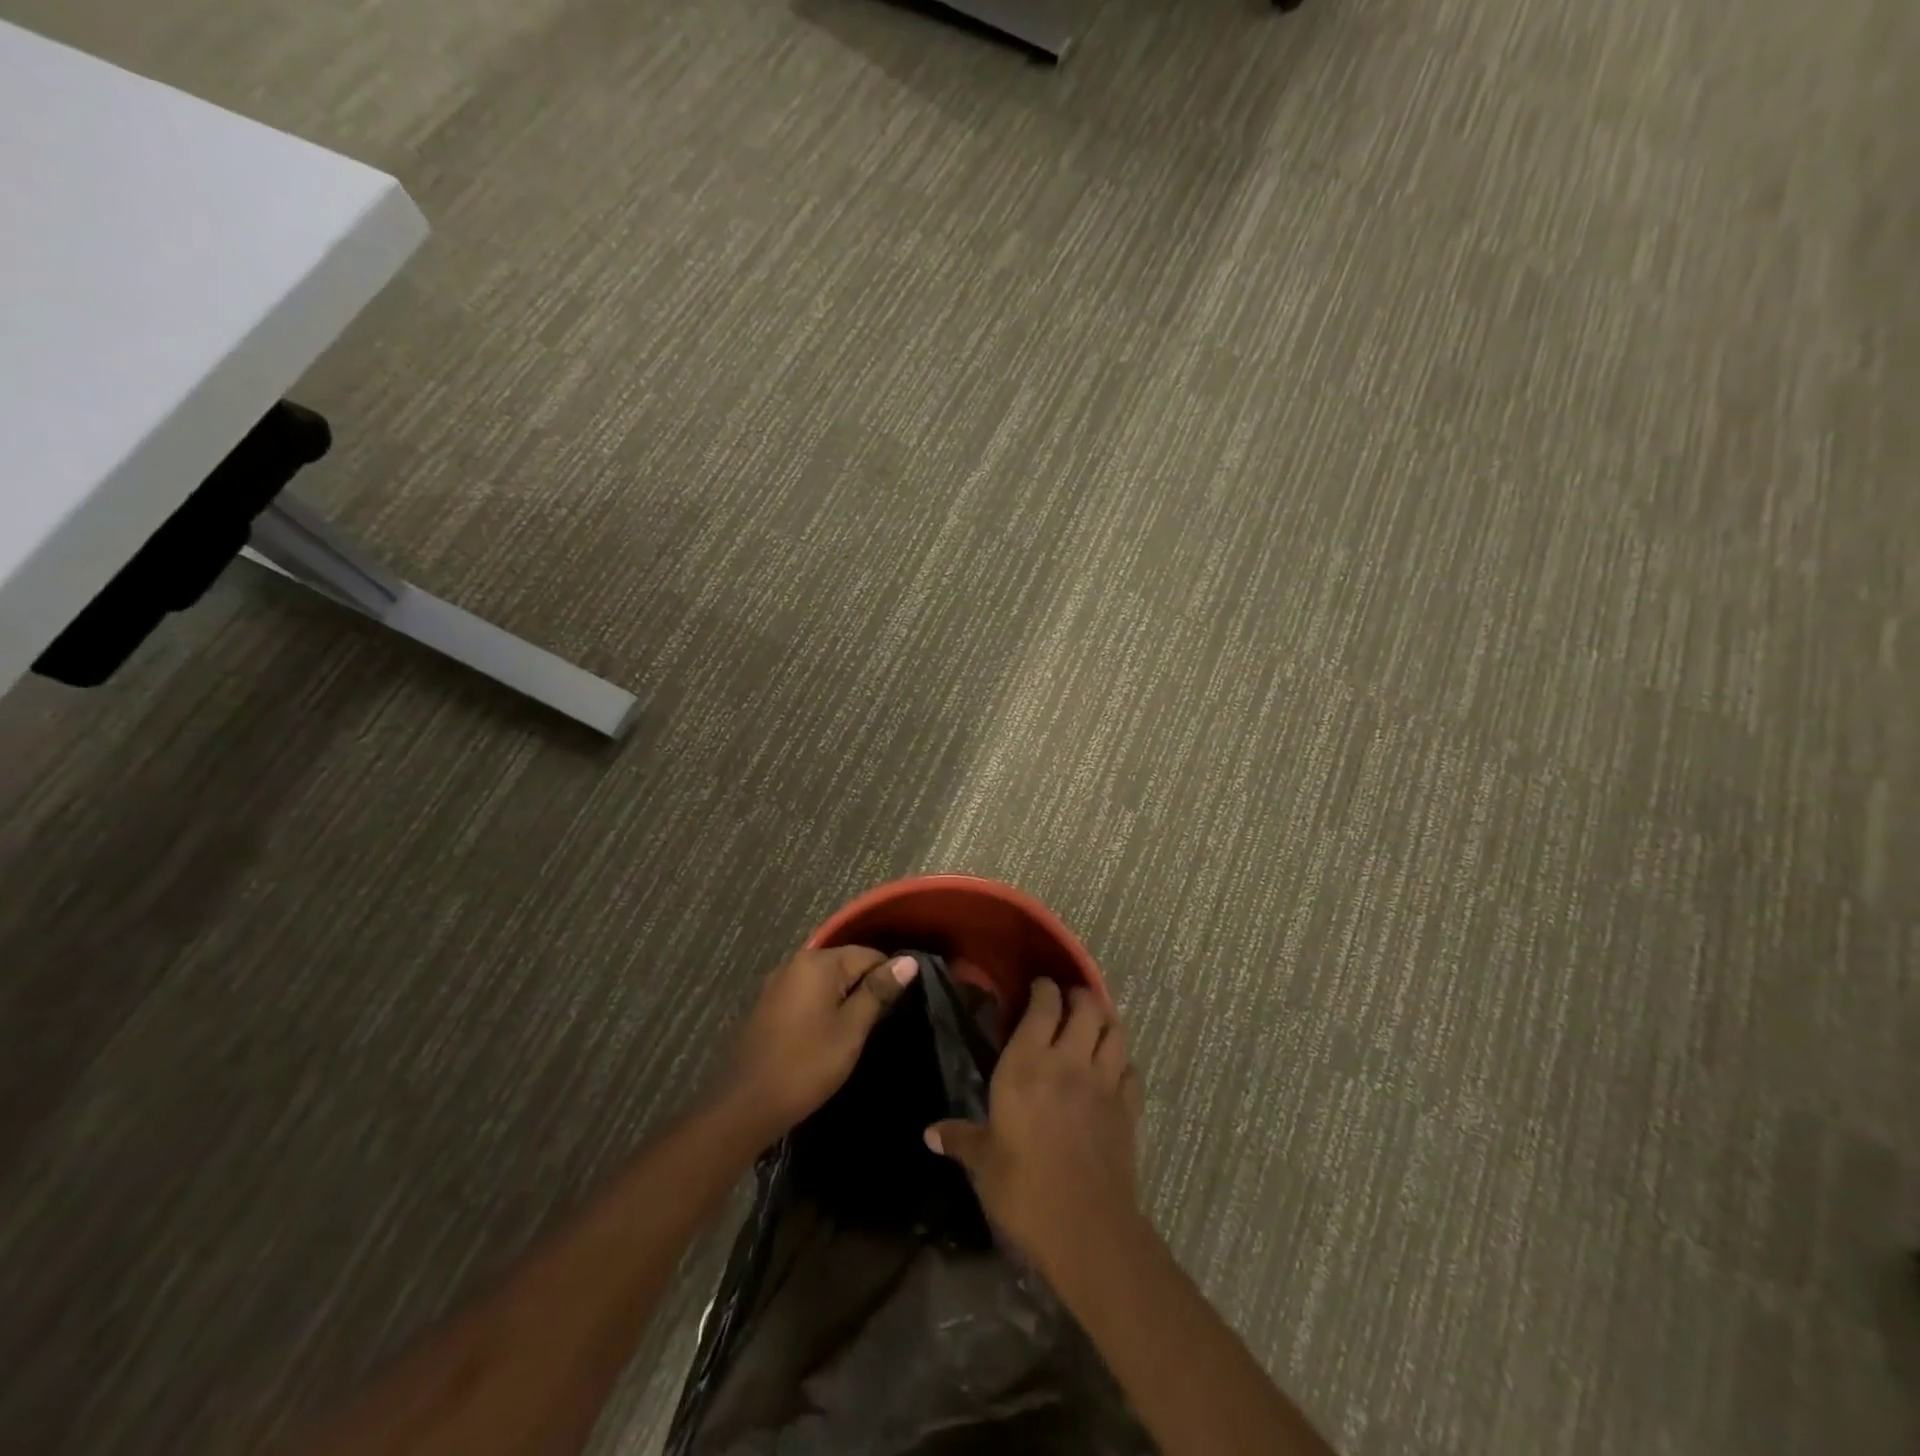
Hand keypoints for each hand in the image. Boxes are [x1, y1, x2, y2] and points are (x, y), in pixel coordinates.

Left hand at [713, 945, 918, 1147]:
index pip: (868, 954)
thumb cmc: (806, 1066)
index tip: (897, 1008)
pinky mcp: (766, 1004)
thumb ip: (878, 991)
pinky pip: (805, 993)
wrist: (744, 1106)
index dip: (888, 977)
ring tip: (857, 1029)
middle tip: (879, 1023)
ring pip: (824, 979)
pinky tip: (826, 1032)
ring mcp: (776, 983)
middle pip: (845, 963)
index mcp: (817, 963)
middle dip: (864, 987)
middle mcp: (794, 962)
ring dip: (842, 997)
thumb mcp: (851, 1029)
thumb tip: (908, 961)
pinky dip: (821, 1006)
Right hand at [925, 978, 1143, 1272]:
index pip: (1044, 1005)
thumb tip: (929, 1133)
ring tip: (1094, 1022)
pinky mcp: (1128, 1108)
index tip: (1038, 987)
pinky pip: (1131, 1069)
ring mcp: (1104, 1083)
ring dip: (1105, 1019)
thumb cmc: (1024, 1189)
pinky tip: (1113, 1068)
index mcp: (1027, 1064)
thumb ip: (960, 1138)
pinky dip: (1123, 1061)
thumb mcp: (983, 1163)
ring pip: (1115, 1030)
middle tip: (1067, 1000)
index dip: (1044, 989)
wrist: (1086, 1230)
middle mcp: (1069, 1061)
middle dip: (1079, 995)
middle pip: (1086, 1007)